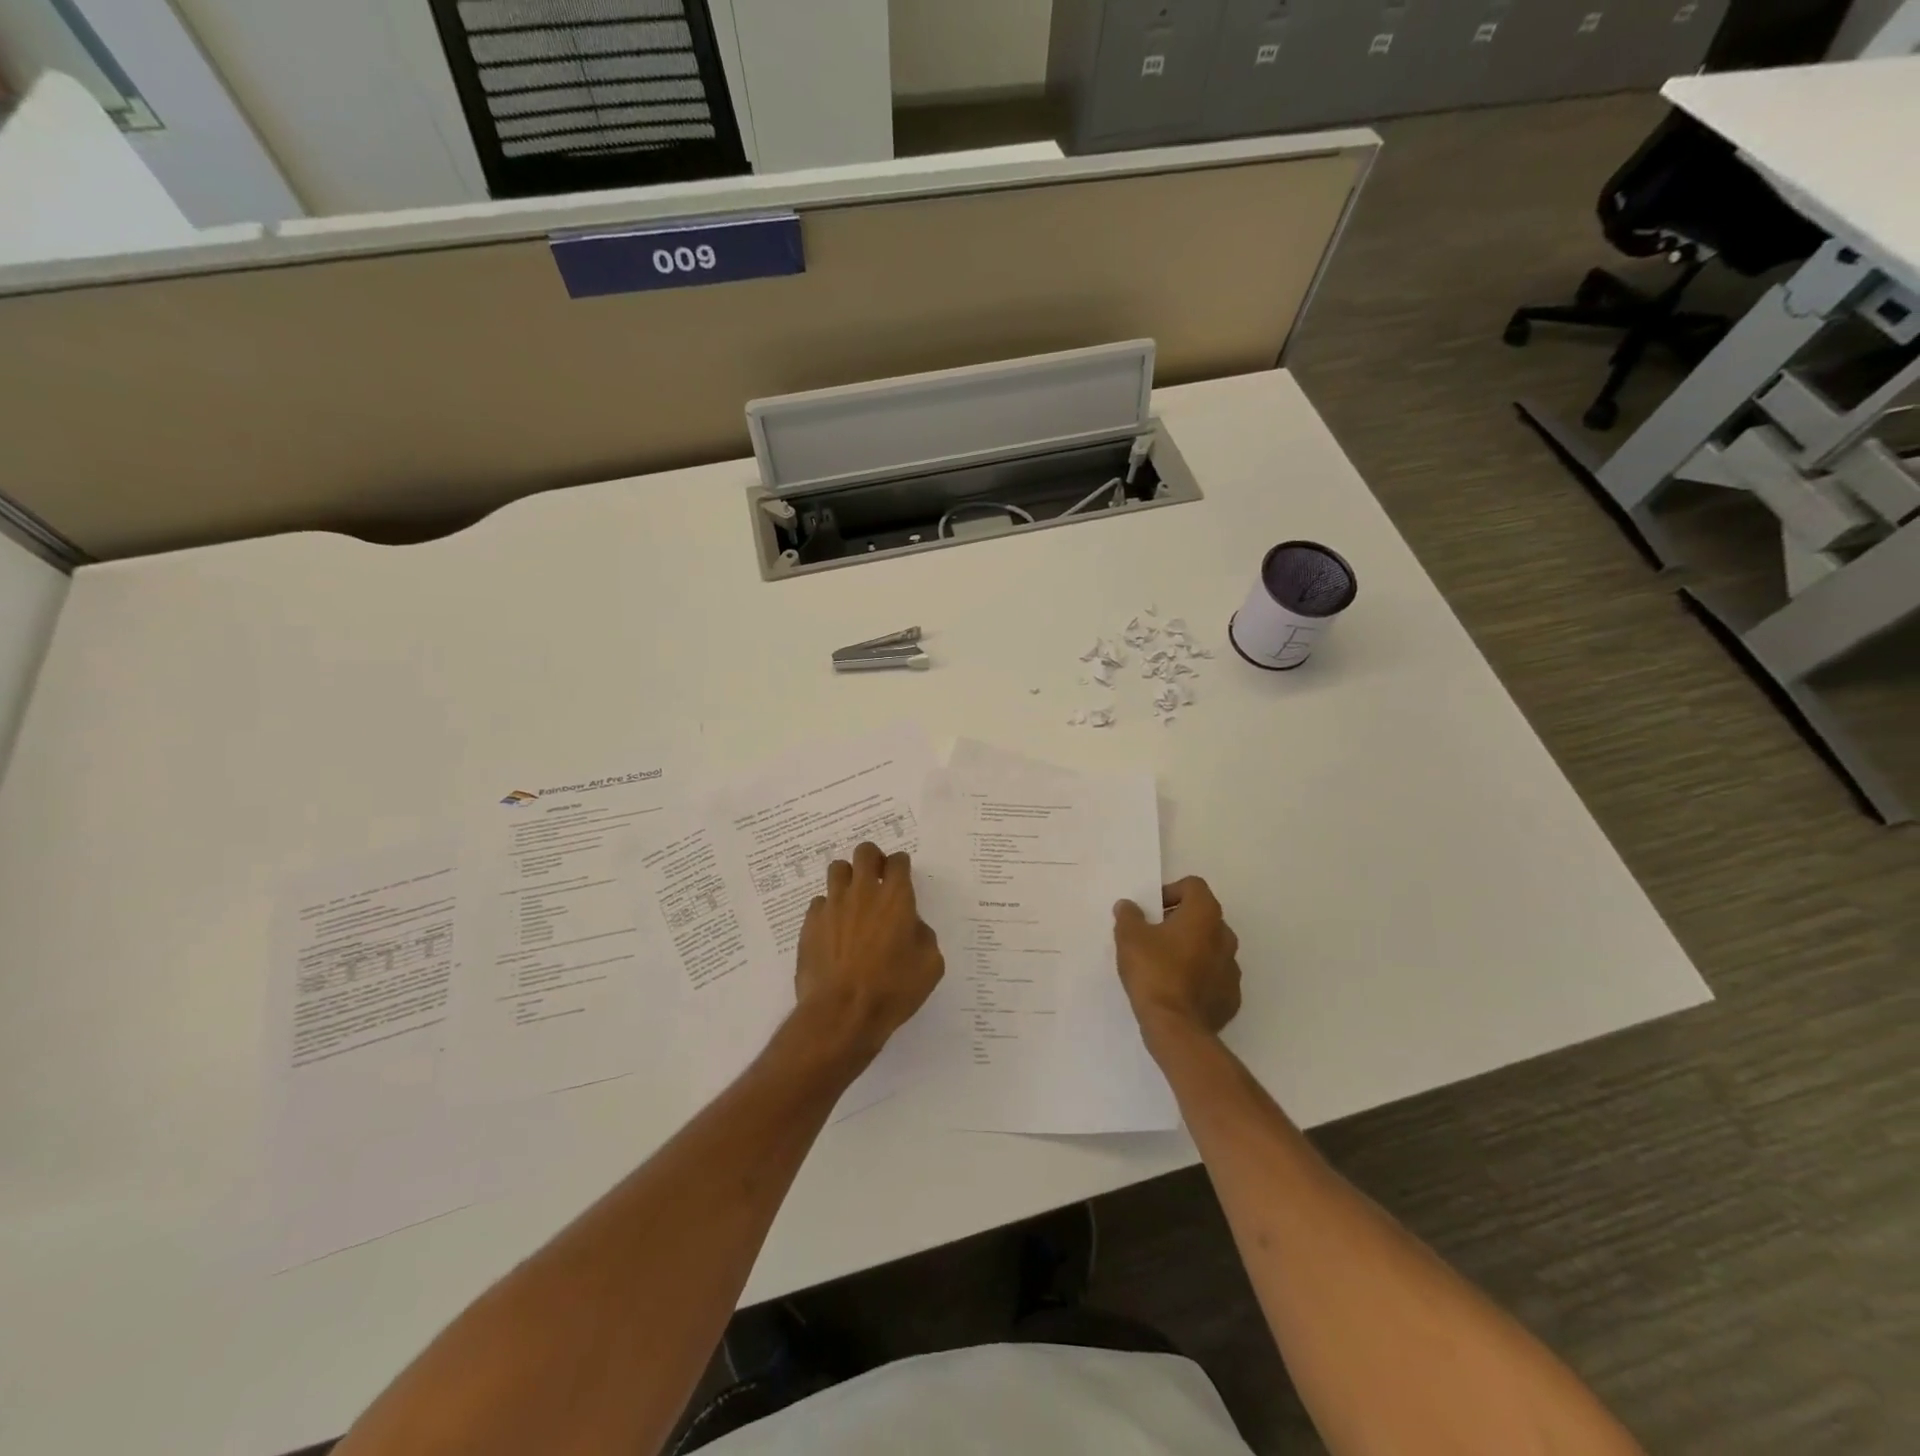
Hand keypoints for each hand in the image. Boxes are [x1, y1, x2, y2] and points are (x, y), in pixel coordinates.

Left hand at [794, 842, 944, 1057]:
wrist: (842, 1013)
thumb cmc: (893, 989)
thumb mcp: (930, 965)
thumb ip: (922, 935)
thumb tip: (910, 925)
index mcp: (896, 898)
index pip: (898, 861)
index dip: (901, 865)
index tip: (902, 876)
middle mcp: (863, 892)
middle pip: (865, 852)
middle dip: (873, 859)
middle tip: (877, 877)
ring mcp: (832, 905)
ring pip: (837, 869)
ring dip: (848, 878)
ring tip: (852, 898)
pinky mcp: (810, 923)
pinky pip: (819, 902)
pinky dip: (828, 908)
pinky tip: (834, 928)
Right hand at [1113, 877, 1241, 1042]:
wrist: (1176, 1027)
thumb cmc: (1153, 972)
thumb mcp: (1129, 937)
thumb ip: (1129, 915)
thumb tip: (1128, 905)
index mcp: (1204, 915)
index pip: (1193, 886)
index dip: (1171, 892)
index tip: (1152, 911)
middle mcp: (1225, 936)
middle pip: (1203, 916)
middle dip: (1180, 921)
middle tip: (1154, 936)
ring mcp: (1232, 969)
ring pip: (1211, 947)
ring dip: (1191, 949)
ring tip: (1164, 965)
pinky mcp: (1231, 997)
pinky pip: (1214, 977)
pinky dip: (1199, 977)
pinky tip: (1177, 989)